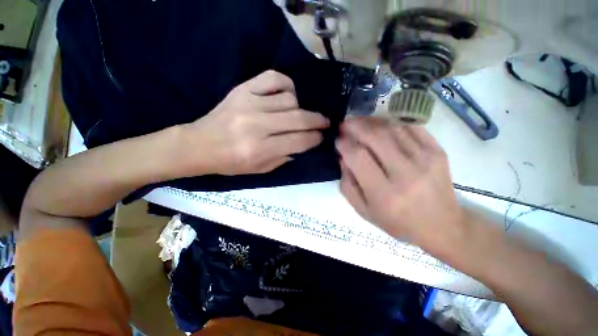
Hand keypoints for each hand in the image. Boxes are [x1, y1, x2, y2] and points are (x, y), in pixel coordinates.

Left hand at [182, 70, 329, 175]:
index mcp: (260, 149)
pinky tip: (288, 95)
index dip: (315, 138)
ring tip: (299, 114)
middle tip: (325, 122)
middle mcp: (257, 125)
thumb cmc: (231, 162)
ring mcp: (249, 103)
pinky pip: (273, 78)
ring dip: (300, 108)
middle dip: (317, 121)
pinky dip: (286, 85)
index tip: (321, 136)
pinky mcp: (242, 90)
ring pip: (289, 99)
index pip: (299, 141)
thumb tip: (303, 143)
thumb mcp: (260, 170)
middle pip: (298, 118)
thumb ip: (284, 157)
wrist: (200, 144)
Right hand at [336, 117, 464, 245]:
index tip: (338, 140)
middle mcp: (406, 175)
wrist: (442, 225)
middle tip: (345, 123)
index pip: (358, 158)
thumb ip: (348, 185)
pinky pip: (411, 127)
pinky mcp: (438, 152)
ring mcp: (426, 160)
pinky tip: (380, 124)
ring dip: (371, 121)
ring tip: (359, 121)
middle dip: (355, 127)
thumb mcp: (364, 210)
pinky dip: (391, 122)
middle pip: (375, 138)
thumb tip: (343, 158)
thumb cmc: (397, 222)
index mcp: (384, 194)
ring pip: (392, 129)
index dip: (344, 144)